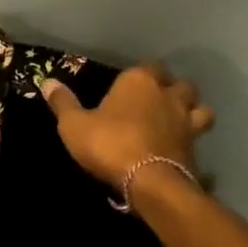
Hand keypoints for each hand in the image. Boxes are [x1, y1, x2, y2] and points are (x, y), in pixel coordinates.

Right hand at [40, 64, 214, 197]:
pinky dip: (192, 139)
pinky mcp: (195, 149)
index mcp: (139, 81)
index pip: (148, 65)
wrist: (150, 182)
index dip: (141, 73)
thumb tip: (47, 82)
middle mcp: (167, 95)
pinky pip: (198, 137)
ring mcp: (186, 122)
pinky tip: (180, 146)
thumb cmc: (109, 144)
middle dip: (172, 88)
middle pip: (180, 83)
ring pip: (200, 108)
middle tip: (157, 98)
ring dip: (192, 110)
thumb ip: (62, 102)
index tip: (129, 83)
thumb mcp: (74, 124)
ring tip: (178, 118)